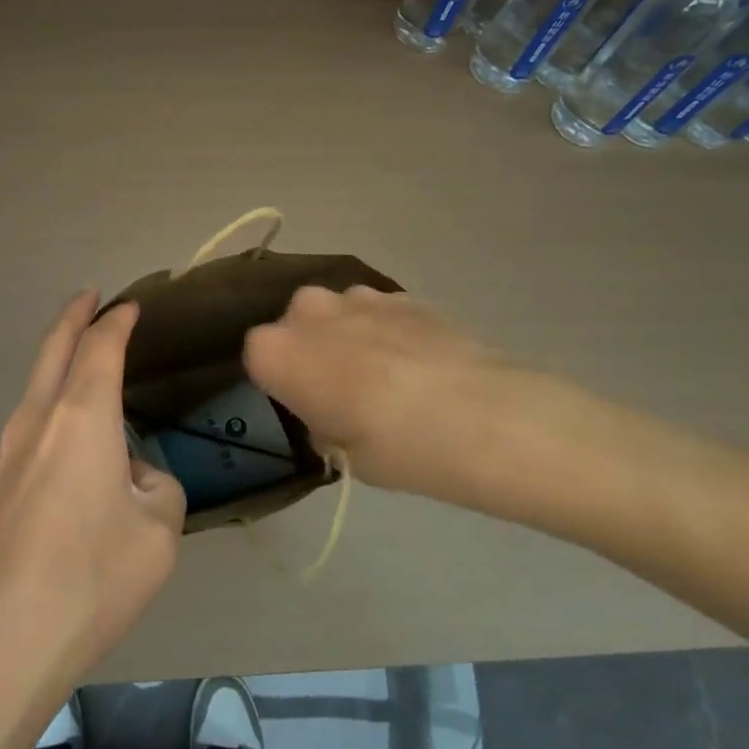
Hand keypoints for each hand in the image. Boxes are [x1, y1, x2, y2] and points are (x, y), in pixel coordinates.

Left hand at [0, 292, 185, 717]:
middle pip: (53, 349)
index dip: (117, 320)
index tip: (130, 306)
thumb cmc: (88, 579)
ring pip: (34, 388)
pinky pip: (25, 432)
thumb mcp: (157, 535)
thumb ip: (158, 489)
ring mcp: (2, 454)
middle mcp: (36, 420)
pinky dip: (48, 414)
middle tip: (89, 298)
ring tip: (83, 371)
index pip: (100, 346)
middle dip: (73, 317)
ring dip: (58, 367)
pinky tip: (65, 454)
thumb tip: (135, 478)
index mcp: (81, 416)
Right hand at [244, 285, 614, 523]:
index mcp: (278, 349)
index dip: (279, 383)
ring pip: (335, 315)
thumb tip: (327, 408)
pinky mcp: (401, 292)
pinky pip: (375, 312)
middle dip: (309, 352)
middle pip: (293, 327)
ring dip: (347, 338)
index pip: (256, 357)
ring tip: (387, 380)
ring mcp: (358, 295)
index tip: (305, 407)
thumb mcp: (344, 455)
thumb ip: (319, 420)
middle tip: (342, 394)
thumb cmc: (402, 448)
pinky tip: (417, 367)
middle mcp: (308, 310)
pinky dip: (385, 332)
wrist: (493, 416)